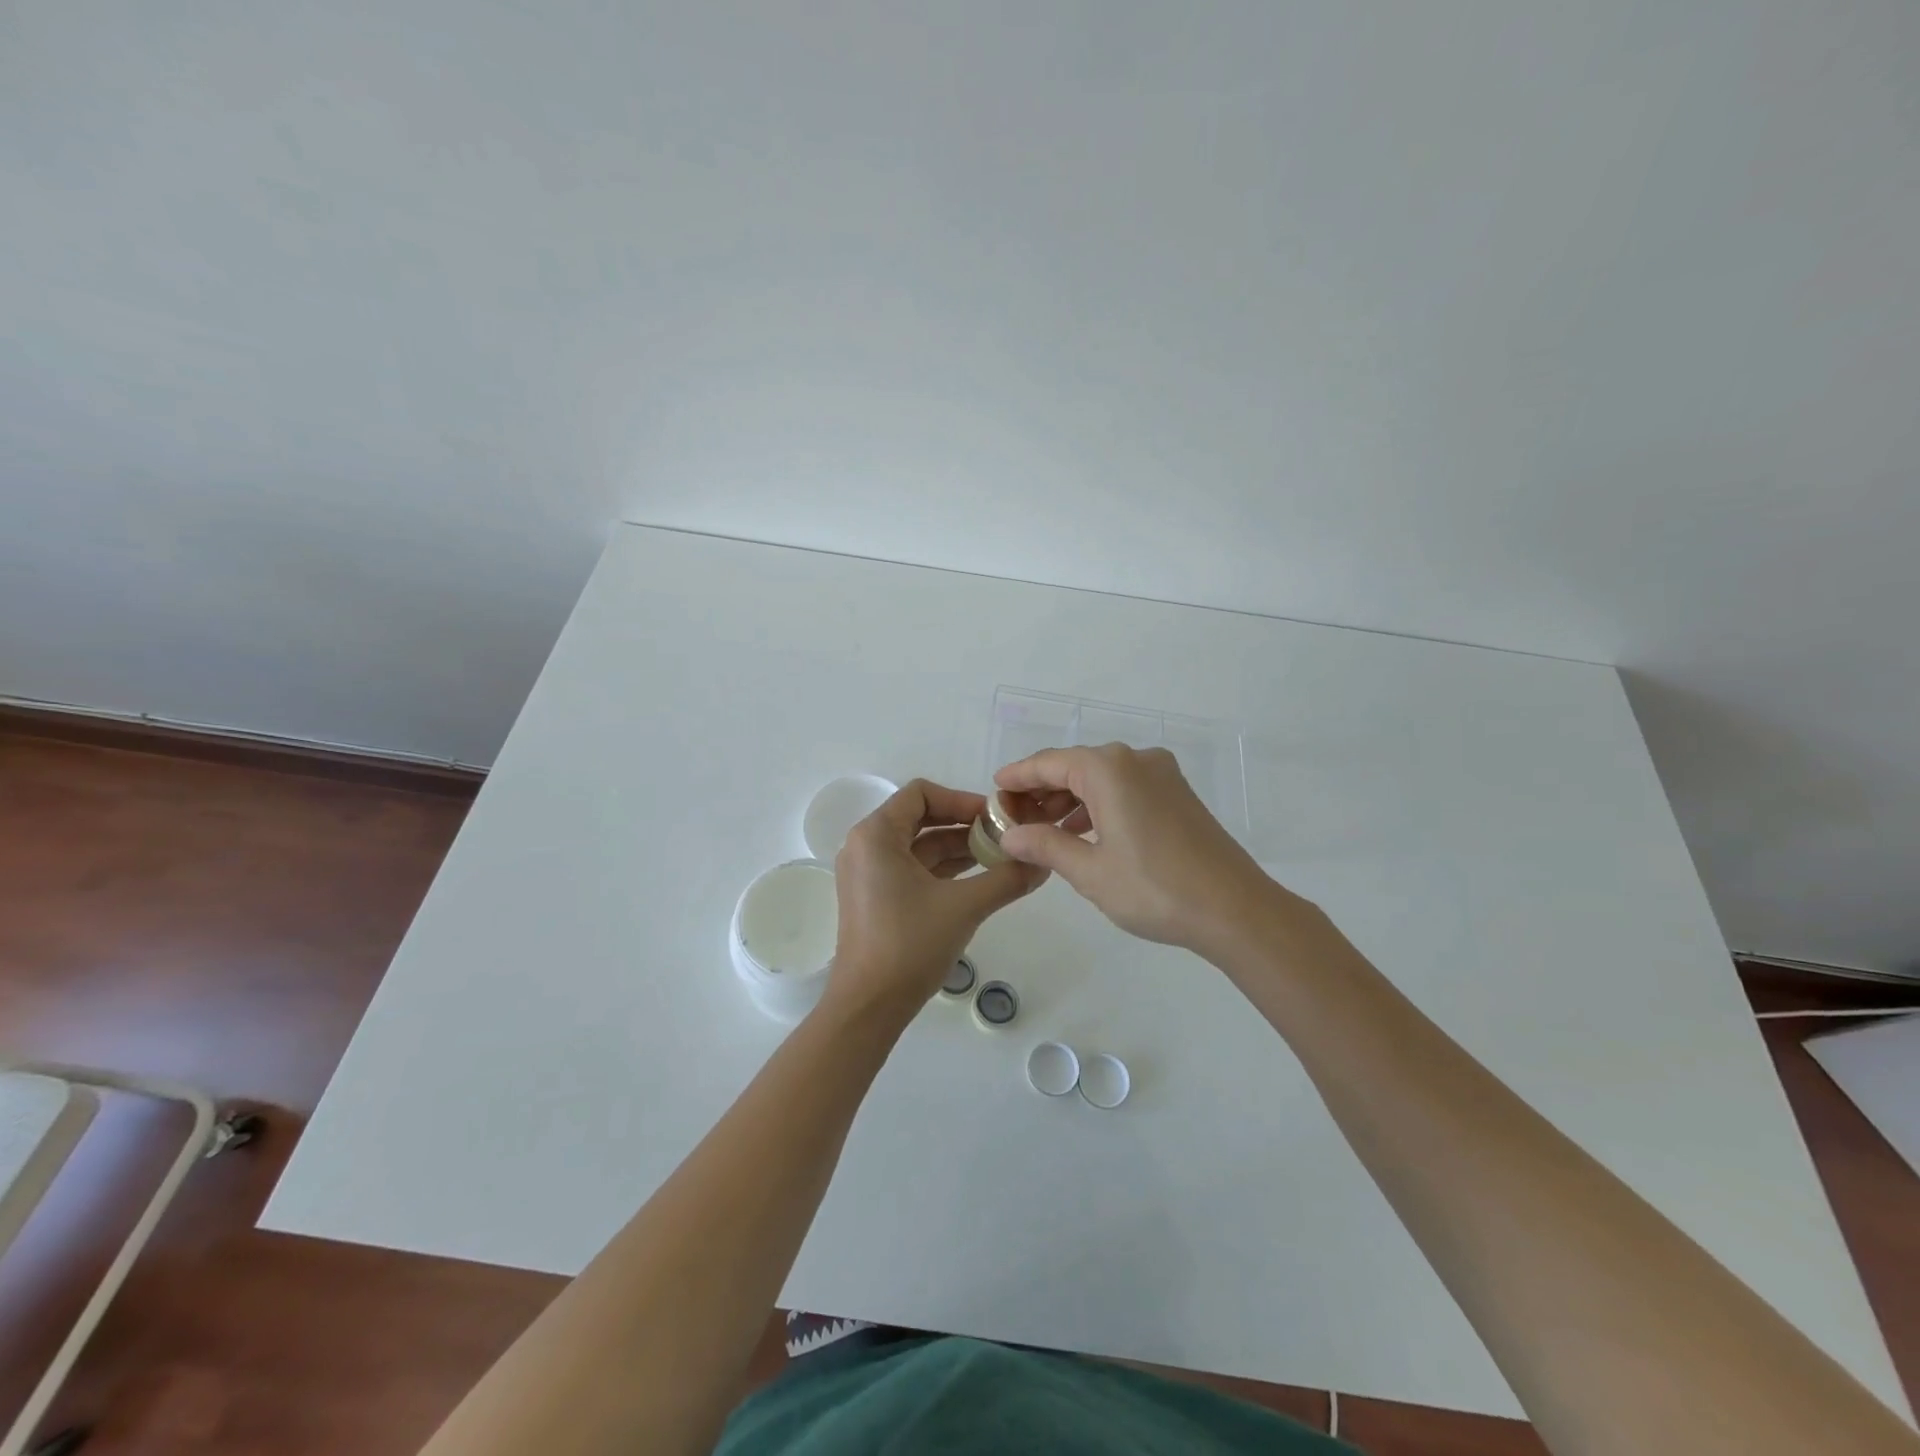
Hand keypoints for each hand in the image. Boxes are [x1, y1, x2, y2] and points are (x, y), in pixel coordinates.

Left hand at [824, 779, 1046, 1021]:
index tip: (994, 818)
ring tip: (999, 858)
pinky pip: (911, 868)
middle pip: (920, 818)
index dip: (961, 800)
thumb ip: (1007, 879)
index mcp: (876, 835)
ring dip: (957, 848)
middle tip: (1003, 837)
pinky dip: (942, 869)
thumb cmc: (910, 944)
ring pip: (918, 845)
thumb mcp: (965, 906)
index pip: (921, 793)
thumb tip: (1044, 863)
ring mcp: (867, 873)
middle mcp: (866, 846)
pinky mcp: (874, 897)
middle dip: (963, 825)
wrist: (869, 1006)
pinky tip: (977, 879)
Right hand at [994, 745, 1276, 953]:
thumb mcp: (1089, 870)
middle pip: (1075, 767)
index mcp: (1109, 769)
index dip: (1018, 777)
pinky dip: (1099, 805)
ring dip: (1070, 800)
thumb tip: (1009, 835)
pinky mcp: (1178, 794)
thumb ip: (1045, 845)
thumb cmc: (1154, 888)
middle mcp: (1135, 760)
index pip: (1049, 763)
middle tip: (1015, 819)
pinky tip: (1085, 833)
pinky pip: (1125, 789)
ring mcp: (1161, 775)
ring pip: (1101, 778)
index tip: (994, 790)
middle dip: (1043, 791)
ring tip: (1044, 830)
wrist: (1235, 909)